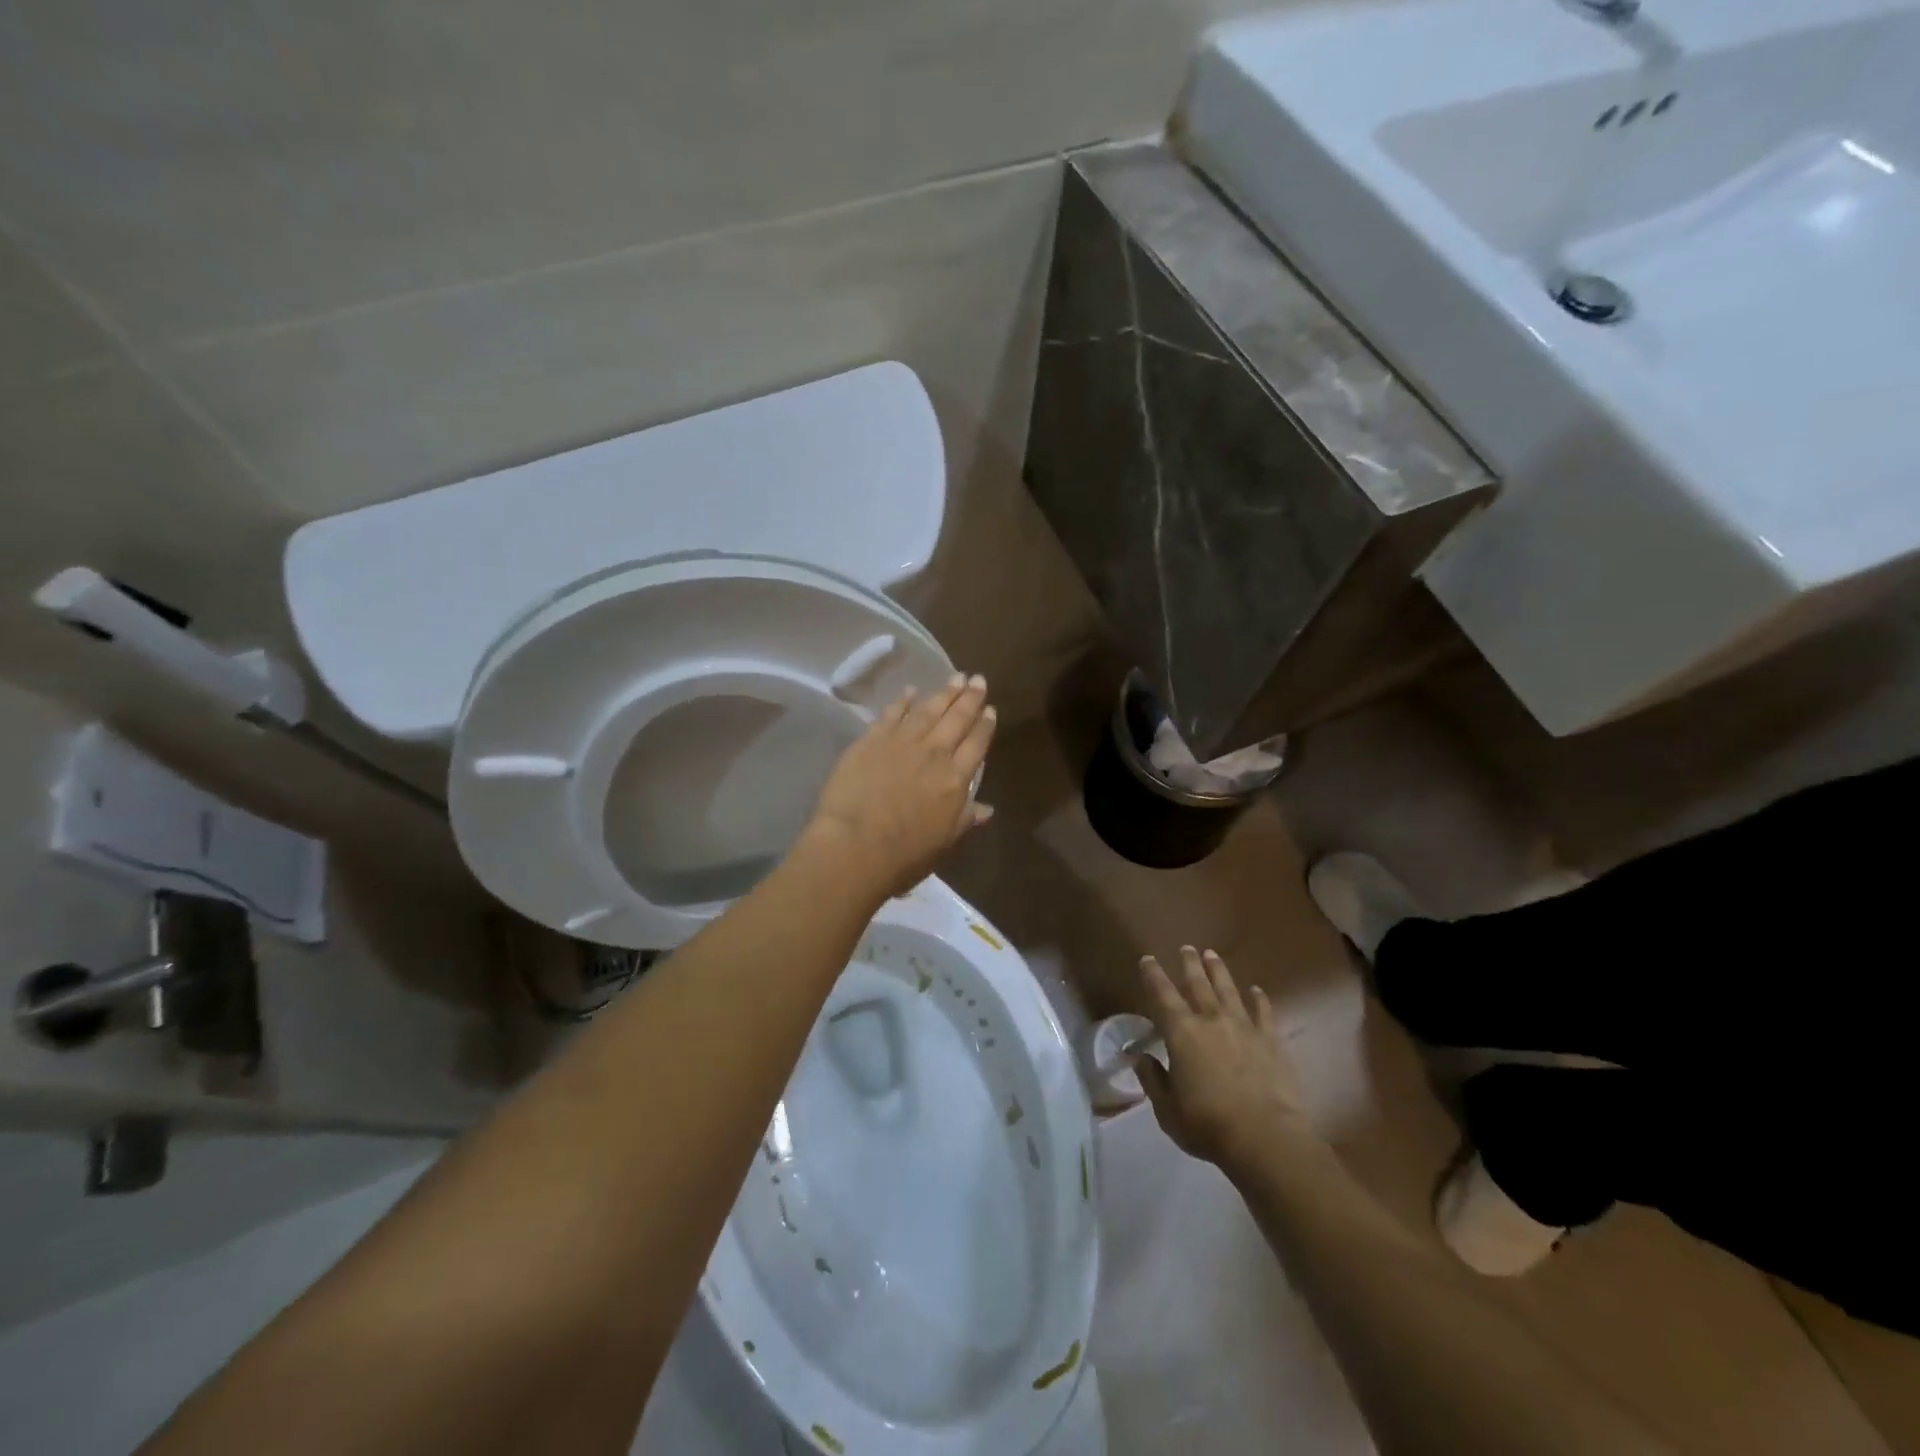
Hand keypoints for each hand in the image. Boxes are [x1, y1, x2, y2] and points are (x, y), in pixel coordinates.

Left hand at [800, 674, 996, 901]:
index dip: (985, 726)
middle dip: (969, 698)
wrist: (854, 847)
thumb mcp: (944, 843)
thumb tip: (987, 807)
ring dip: (943, 693)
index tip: (991, 709)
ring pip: (928, 710)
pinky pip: (892, 714)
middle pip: (956, 719)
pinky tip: (911, 691)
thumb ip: (965, 819)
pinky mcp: (871, 740)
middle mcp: (933, 753)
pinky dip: (903, 701)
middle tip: (978, 679)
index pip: (976, 744)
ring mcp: (901, 743)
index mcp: (955, 779)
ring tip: (955, 677)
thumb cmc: (904, 856)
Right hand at [1137, 947, 1308, 1172]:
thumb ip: (1153, 1079)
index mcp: (1181, 1033)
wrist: (1266, 1138)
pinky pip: (1264, 1012)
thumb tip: (1141, 1057)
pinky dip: (1259, 999)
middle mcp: (1211, 1020)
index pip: (1162, 995)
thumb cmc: (1208, 1126)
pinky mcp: (1271, 1041)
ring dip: (1218, 971)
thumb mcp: (1167, 1109)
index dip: (1153, 975)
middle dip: (1189, 964)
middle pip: (1197, 984)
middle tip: (1186, 948)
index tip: (1148, 959)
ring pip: (1228, 990)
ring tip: (1212, 954)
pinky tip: (1257, 990)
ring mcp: (1244, 1027)